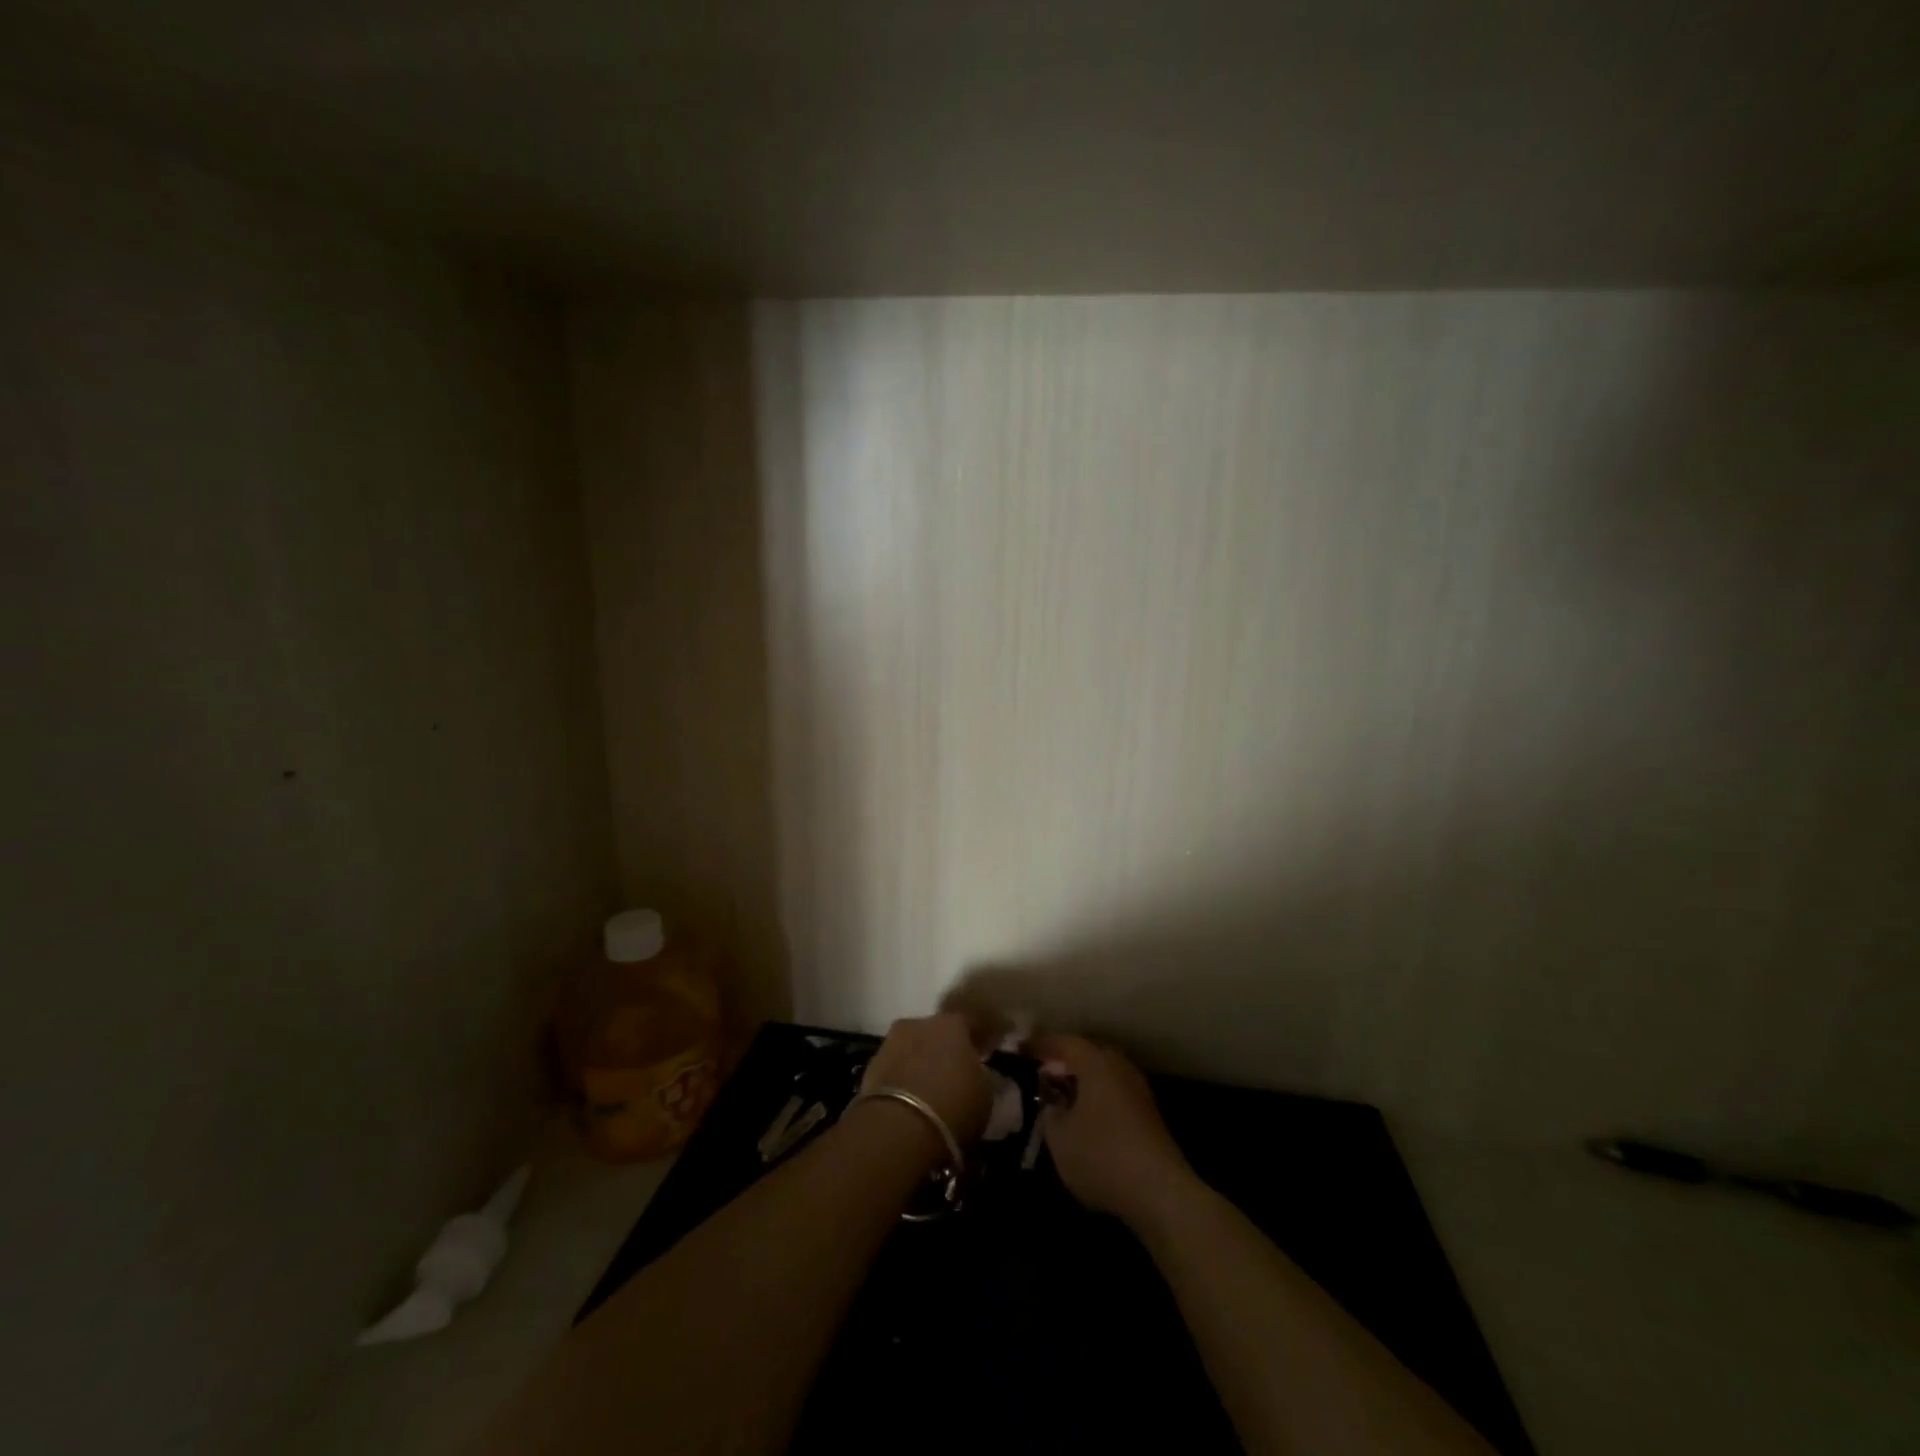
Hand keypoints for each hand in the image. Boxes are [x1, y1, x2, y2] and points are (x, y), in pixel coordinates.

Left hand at [861, 1013, 993, 1148]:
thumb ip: (984, 1076)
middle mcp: (919, 1023)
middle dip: (945, 1050)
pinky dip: (903, 1080)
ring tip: (930, 1091)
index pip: (970, 1023)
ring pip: (913, 1049)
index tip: (985, 1053)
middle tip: (954, 1074)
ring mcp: (891, 1042)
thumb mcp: (986, 1094)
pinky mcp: (870, 1067)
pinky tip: (910, 1100)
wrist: (897, 1128)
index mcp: (952, 1023)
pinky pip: (895, 1069)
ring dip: (921, 1063)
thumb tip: (980, 1073)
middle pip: (937, 1033)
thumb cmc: (953, 1105)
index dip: (978, 1039)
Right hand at [1026, 1033, 1195, 1227]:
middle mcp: (1120, 1067)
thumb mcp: (1059, 1138)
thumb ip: (1050, 1114)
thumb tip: (1053, 1104)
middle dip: (1064, 1060)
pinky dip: (1097, 1097)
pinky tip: (1086, 1118)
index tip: (1021, 1049)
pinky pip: (1115, 1093)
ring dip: (1083, 1080)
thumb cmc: (1102, 1156)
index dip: (1041, 1045)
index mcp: (1096, 1063)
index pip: (1064, 1042)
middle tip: (1042, 1070)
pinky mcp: (1149, 1115)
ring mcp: (1139, 1090)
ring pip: (1104, 1074)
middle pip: (1088, 1053)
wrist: (1160, 1192)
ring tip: (1061, 1095)